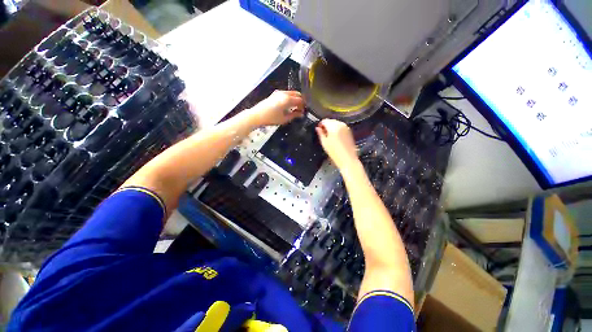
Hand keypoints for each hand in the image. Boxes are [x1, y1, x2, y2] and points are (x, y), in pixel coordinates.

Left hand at [249, 90, 304, 126]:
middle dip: (301, 101)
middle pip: (297, 94)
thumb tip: (301, 114)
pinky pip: (287, 93)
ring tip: (295, 108)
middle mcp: (284, 93)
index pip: (300, 100)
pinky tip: (288, 105)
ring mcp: (279, 92)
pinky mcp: (275, 93)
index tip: (303, 112)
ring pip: (292, 93)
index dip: (303, 106)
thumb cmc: (271, 118)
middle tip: (301, 109)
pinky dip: (290, 98)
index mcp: (288, 100)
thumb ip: (294, 115)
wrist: (257, 115)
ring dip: (295, 99)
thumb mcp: (284, 119)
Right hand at [315, 119, 358, 169]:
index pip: (325, 121)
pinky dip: (337, 129)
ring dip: (332, 127)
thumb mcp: (324, 143)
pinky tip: (335, 137)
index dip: (320, 124)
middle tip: (323, 133)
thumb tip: (317, 128)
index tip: (318, 129)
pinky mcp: (349, 131)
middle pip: (331, 121)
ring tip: (329, 136)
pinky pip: (341, 127)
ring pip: (336, 123)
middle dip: (326, 125)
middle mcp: (341, 125)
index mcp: (333, 126)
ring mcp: (346, 128)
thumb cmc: (335, 152)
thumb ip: (320, 133)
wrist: (347, 158)